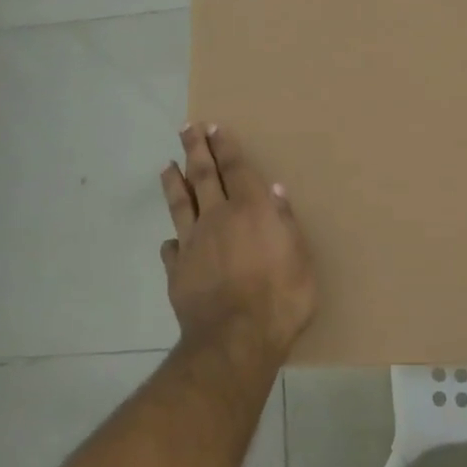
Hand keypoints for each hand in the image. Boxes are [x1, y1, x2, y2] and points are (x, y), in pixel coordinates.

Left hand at [160, 125, 316, 365]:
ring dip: (174, 183)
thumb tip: (274, 191)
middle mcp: (217, 218)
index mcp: (250, 210)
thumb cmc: (280, 298)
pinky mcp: (178, 270)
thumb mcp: (299, 258)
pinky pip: (171, 248)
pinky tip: (170, 239)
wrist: (235, 339)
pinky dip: (172, 240)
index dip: (225, 146)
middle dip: (195, 150)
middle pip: (203, 176)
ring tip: (167, 166)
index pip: (235, 168)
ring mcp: (193, 243)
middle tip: (187, 129)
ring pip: (180, 204)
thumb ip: (285, 223)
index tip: (214, 127)